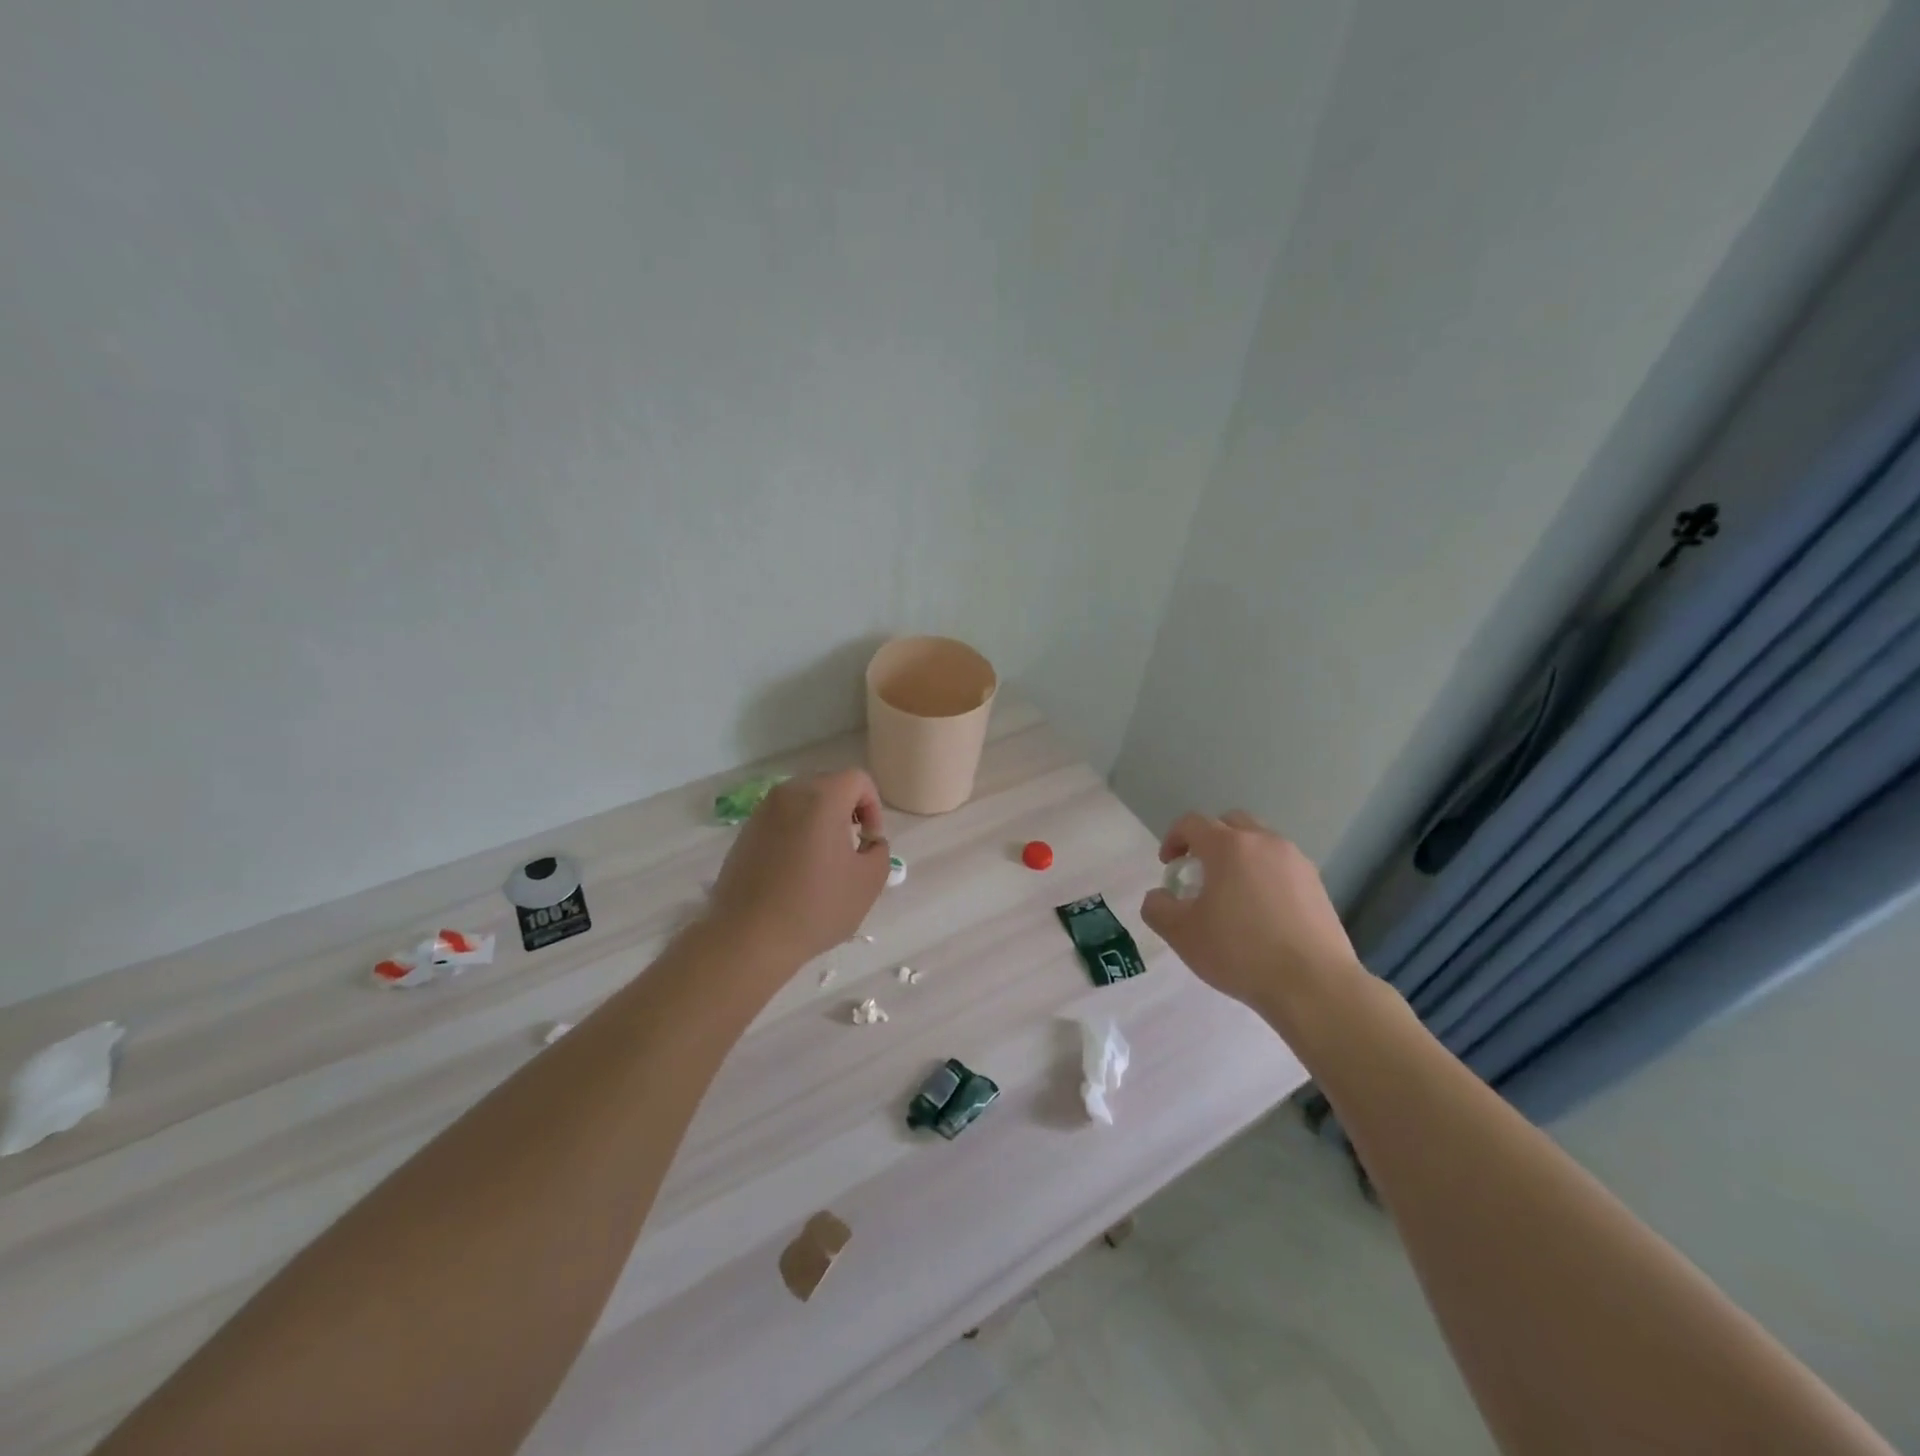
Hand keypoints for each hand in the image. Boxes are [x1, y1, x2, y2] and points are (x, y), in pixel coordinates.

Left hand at [707, 769, 891, 972]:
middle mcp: (789, 794)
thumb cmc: (815, 907)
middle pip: (829, 786)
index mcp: (822, 797)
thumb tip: (867, 842)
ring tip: (823, 862)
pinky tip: (795, 871)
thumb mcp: (868, 882)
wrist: (748, 938)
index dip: (873, 807)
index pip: (858, 780)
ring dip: (819, 822)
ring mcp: (762, 812)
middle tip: (851, 848)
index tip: (869, 841)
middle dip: (846, 811)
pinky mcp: (745, 833)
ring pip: (802, 803)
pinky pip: (780, 820)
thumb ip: (879, 851)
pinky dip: (795, 834)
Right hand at [1140, 810, 1365, 1023]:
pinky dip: (1265, 875)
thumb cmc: (1240, 953)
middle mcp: (1264, 842)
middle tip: (1200, 871)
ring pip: (1260, 842)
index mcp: (1228, 846)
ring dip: (1240, 856)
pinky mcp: (1318, 884)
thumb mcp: (1182, 935)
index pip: (1192, 823)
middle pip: (1231, 823)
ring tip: (1232, 893)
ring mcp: (1296, 861)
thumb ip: (1158, 908)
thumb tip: (1160, 896)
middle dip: (1210, 840)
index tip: (1168, 865)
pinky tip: (1262, 911)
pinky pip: (1282, 866)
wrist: (1314, 985)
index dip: (1173, 839)